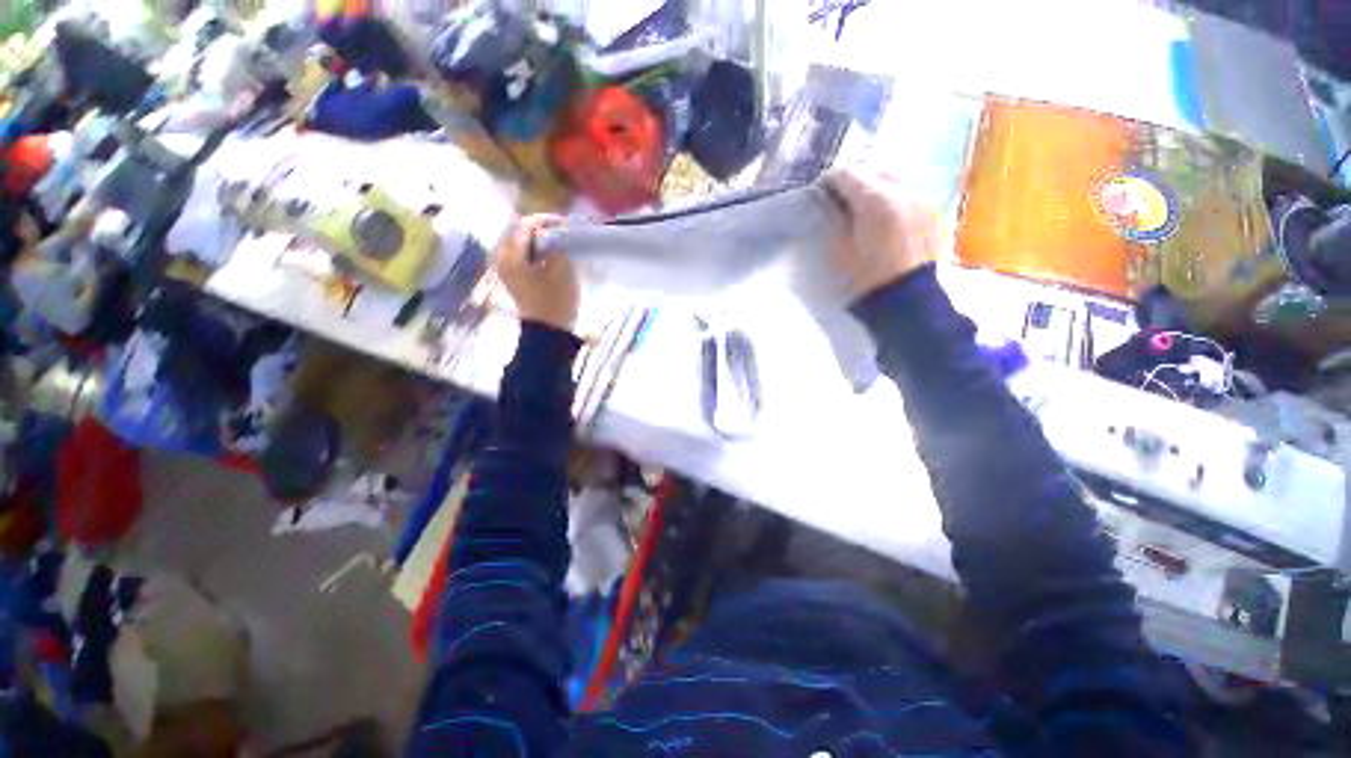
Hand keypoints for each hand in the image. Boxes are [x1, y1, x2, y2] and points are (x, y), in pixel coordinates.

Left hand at [493, 214, 578, 331]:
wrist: (549, 331)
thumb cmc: (555, 300)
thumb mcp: (560, 268)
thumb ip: (555, 245)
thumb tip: (552, 234)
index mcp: (510, 255)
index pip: (523, 225)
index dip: (545, 220)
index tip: (565, 222)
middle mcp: (501, 258)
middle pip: (516, 232)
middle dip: (538, 228)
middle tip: (559, 230)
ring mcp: (505, 269)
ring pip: (518, 244)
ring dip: (536, 239)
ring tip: (556, 240)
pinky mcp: (513, 279)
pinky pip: (519, 255)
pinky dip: (533, 251)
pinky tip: (548, 254)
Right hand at [825, 168, 941, 298]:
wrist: (914, 303)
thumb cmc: (870, 280)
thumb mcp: (841, 253)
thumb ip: (836, 223)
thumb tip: (833, 206)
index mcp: (876, 200)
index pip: (847, 174)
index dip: (830, 182)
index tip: (821, 193)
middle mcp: (904, 191)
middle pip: (874, 171)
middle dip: (856, 181)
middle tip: (842, 200)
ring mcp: (925, 200)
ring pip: (896, 182)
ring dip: (878, 190)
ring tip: (868, 211)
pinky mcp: (937, 214)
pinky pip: (912, 197)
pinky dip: (897, 202)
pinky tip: (890, 221)